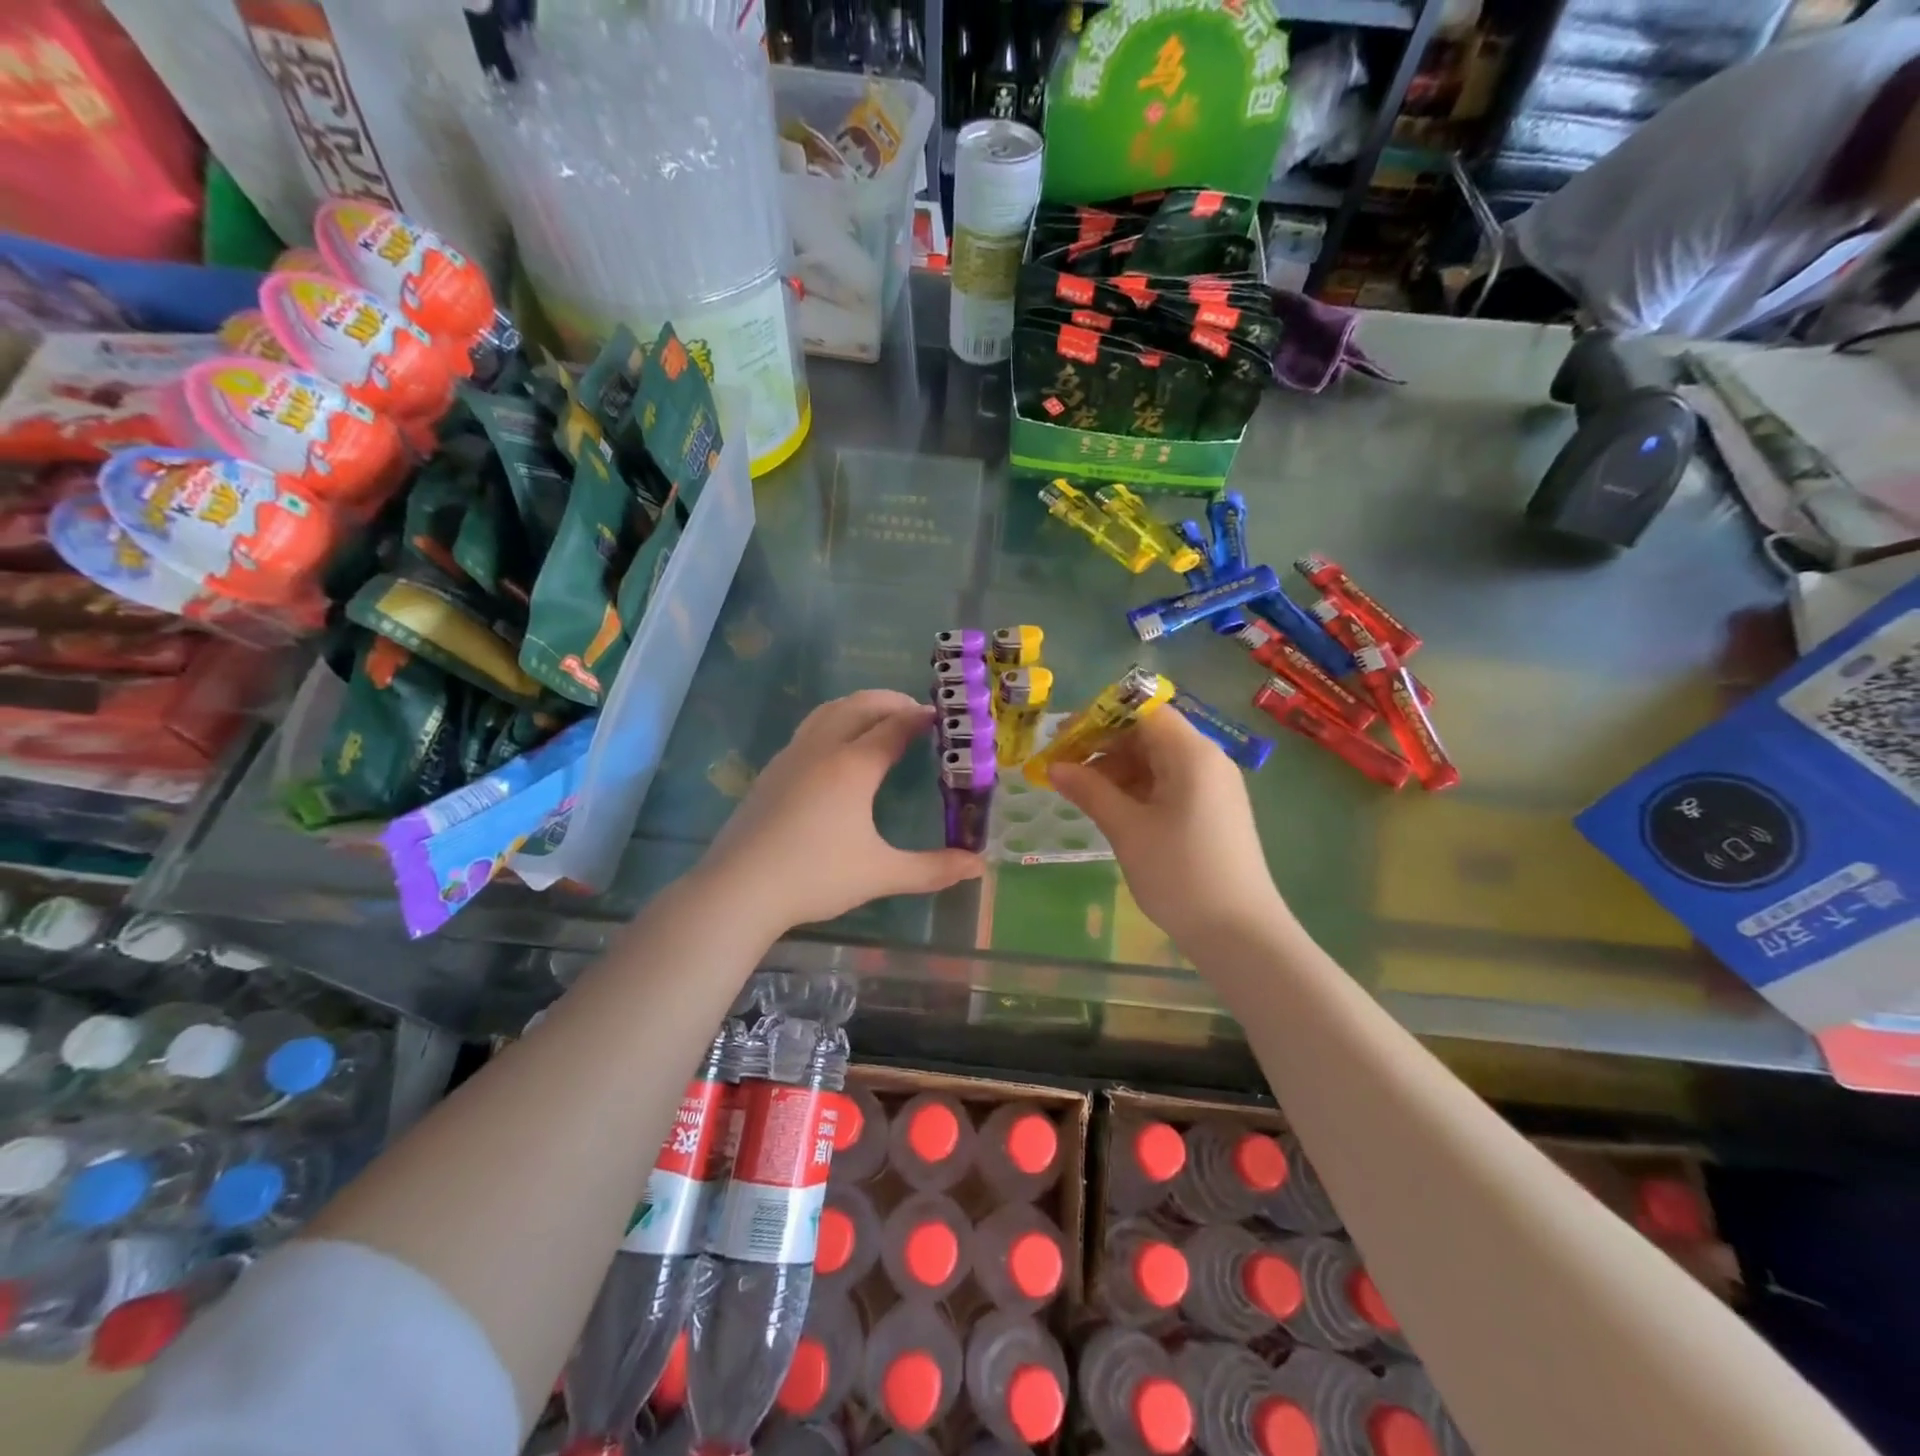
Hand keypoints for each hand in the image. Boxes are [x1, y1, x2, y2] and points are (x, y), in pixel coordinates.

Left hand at [700, 690, 984, 931]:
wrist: (739, 888)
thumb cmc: (815, 877)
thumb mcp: (881, 874)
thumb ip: (933, 869)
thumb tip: (978, 866)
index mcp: (853, 765)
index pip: (896, 725)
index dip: (923, 717)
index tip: (946, 718)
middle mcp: (823, 748)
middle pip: (862, 704)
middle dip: (893, 702)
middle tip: (919, 716)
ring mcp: (792, 756)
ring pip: (830, 710)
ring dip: (861, 706)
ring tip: (882, 722)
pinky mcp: (772, 770)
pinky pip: (810, 727)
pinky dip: (836, 721)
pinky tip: (838, 751)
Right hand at [1049, 707, 1287, 950]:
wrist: (1239, 933)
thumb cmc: (1180, 874)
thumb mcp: (1127, 829)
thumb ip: (1090, 791)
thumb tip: (1054, 766)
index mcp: (1191, 754)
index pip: (1142, 713)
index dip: (1100, 719)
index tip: (1063, 740)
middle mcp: (1207, 760)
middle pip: (1150, 734)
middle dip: (1105, 746)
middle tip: (1064, 768)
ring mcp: (1214, 786)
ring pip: (1158, 760)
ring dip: (1119, 769)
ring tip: (1082, 793)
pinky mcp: (1214, 810)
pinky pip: (1171, 783)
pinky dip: (1139, 788)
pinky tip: (1113, 808)